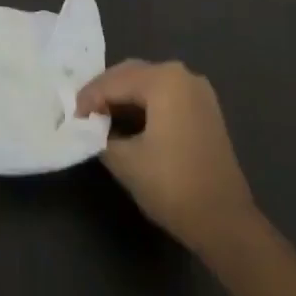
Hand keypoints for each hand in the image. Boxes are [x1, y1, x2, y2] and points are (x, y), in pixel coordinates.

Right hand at [76, 59, 257, 253]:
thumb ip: (100, 136)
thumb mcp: (125, 161)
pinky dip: (144, 105)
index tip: (70, 118)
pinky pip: (166, 95)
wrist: (225, 221)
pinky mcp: (205, 109)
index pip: (113, 82)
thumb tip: (90, 128)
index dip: (88, 99)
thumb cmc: (173, 185)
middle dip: (105, 92)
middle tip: (82, 114)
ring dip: (124, 97)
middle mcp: (183, 75)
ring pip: (149, 83)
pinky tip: (129, 123)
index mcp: (164, 80)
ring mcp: (198, 91)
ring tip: (100, 118)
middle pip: (132, 74)